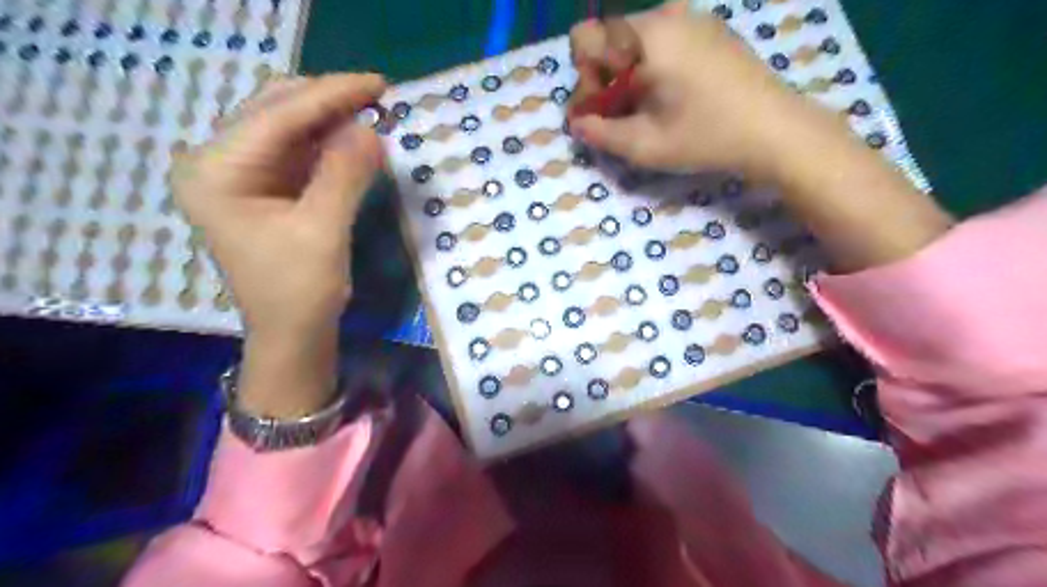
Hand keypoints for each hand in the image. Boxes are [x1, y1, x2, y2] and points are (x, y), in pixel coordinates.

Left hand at [172, 74, 384, 416]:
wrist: (291, 334)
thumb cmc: (299, 291)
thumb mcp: (324, 231)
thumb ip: (344, 175)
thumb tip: (371, 128)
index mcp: (217, 171)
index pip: (278, 116)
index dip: (331, 95)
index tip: (377, 82)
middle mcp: (218, 163)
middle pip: (276, 111)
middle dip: (328, 100)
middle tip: (378, 95)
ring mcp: (240, 174)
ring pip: (288, 127)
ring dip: (330, 118)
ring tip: (372, 111)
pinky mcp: (264, 187)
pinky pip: (297, 151)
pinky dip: (328, 142)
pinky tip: (354, 137)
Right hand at [569, 1, 821, 177]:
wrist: (775, 130)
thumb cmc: (706, 137)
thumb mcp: (644, 145)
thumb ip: (600, 133)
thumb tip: (577, 123)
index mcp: (645, 36)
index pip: (584, 39)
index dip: (584, 79)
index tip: (604, 108)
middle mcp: (665, 15)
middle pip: (608, 39)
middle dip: (605, 79)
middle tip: (623, 117)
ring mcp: (691, 18)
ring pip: (634, 41)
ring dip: (628, 75)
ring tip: (650, 109)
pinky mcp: (709, 29)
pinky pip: (662, 40)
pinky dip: (653, 67)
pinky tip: (674, 96)